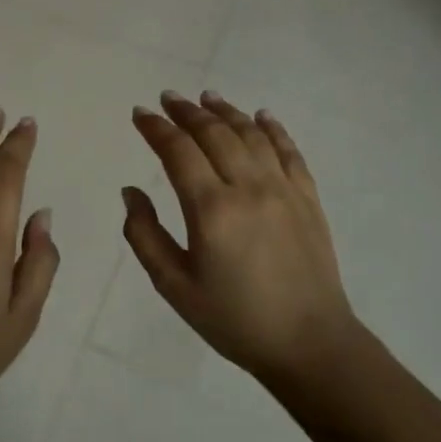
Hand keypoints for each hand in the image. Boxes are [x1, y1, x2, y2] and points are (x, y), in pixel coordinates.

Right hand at [123, 91, 365, 381]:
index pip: (178, 152)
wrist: (309, 344)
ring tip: (207, 97)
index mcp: (212, 209)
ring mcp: (284, 189)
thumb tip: (131, 191)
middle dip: (187, 112)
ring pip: (251, 135)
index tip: (141, 113)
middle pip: (215, 134)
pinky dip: (273, 129)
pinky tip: (262, 116)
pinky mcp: (308, 198)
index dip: (156, 128)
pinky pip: (290, 151)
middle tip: (168, 98)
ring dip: (226, 112)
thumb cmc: (234, 319)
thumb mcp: (174, 286)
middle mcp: (249, 187)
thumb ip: (144, 236)